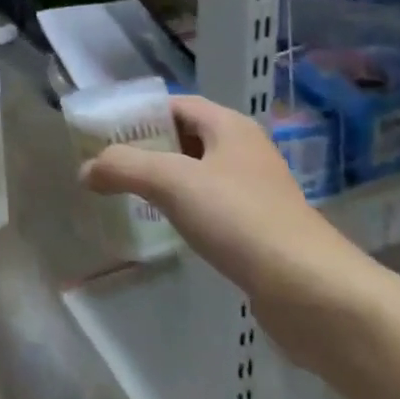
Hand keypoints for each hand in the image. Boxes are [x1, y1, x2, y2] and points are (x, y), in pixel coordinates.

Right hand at [79, 95, 378, 361]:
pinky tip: (166, 230)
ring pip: (198, 175)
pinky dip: (185, 212)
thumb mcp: (172, 182)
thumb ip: (123, 168)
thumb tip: (85, 169)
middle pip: (184, 137)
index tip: (105, 133)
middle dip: (147, 149)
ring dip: (165, 182)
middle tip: (109, 166)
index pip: (175, 104)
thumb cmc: (241, 220)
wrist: (314, 294)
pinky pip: (212, 209)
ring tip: (128, 197)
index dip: (139, 114)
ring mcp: (255, 192)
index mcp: (229, 126)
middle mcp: (244, 151)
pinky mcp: (260, 231)